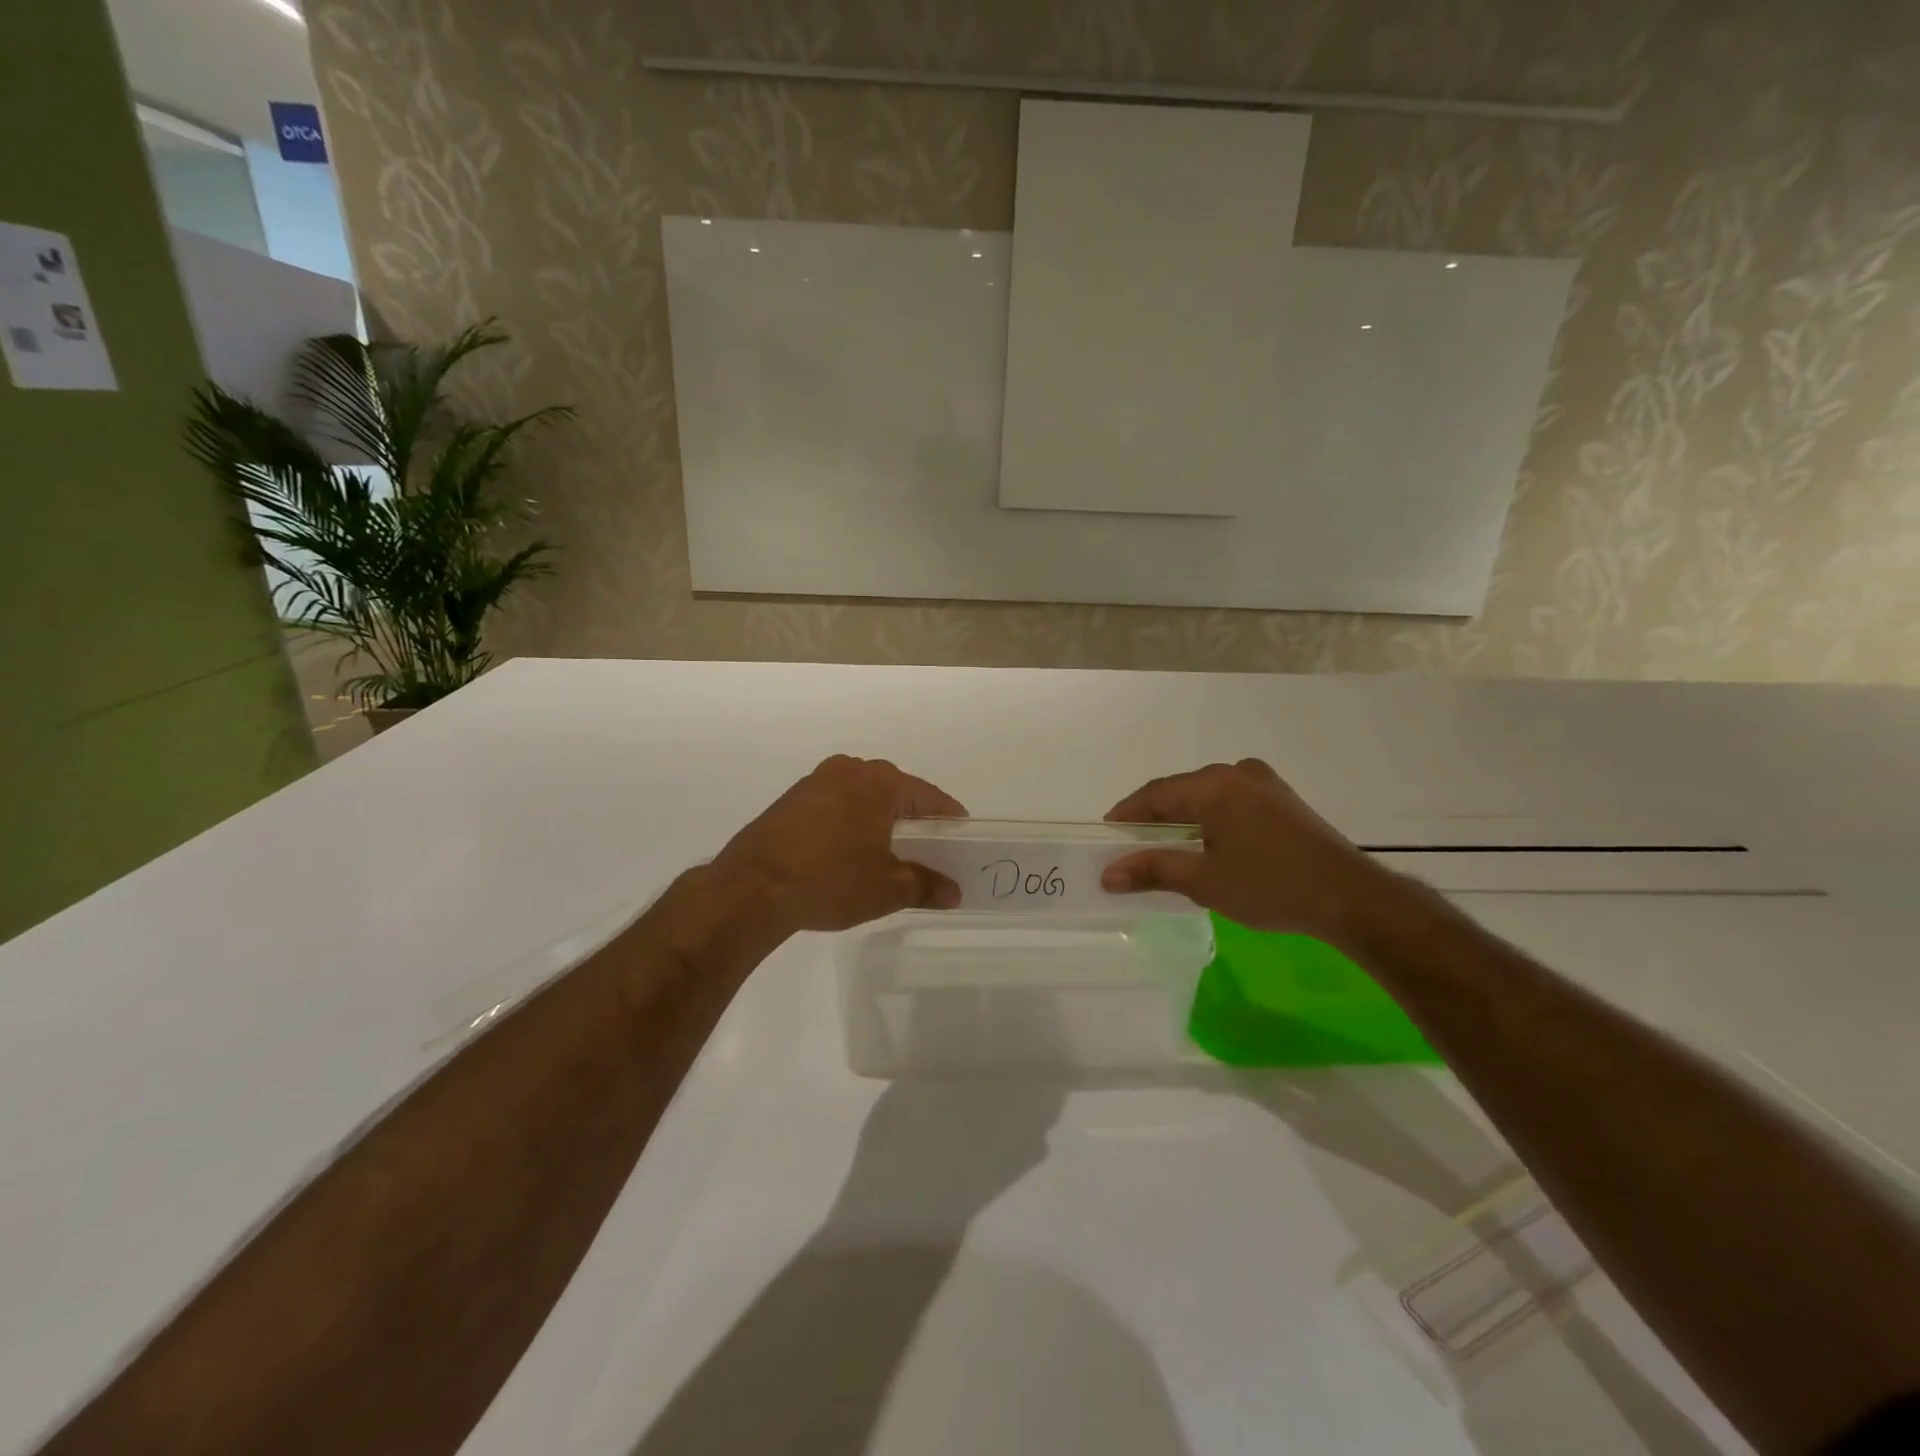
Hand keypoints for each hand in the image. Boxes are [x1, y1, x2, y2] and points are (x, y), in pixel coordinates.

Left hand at [713, 756, 967, 932]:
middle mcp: (850, 770)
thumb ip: (926, 885)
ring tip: (887, 851)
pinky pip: (835, 804)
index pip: (929, 797)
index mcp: (881, 783)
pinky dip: (849, 822)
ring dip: (879, 818)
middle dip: (913, 818)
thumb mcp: (887, 889)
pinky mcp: (791, 799)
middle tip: (927, 848)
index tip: (961, 836)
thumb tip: (953, 892)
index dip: (949, 819)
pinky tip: (847, 850)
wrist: (752, 888)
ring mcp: (816, 781)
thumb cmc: (831, 880)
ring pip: (862, 796)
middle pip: (896, 792)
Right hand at [1101, 758, 1389, 942]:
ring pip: (1208, 797)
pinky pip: (1232, 803)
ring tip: (1166, 849)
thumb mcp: (1203, 882)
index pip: (1155, 794)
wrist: (1350, 898)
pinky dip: (1211, 821)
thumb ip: (1152, 870)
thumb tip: (1107, 874)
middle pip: (1181, 792)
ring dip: (1184, 820)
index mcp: (1214, 784)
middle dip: (1154, 818)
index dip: (1126, 815)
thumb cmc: (1269, 885)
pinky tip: (1208, 846)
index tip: (1106, 837)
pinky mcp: (1283, 801)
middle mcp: (1237, 773)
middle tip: (1132, 847)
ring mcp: (1265, 784)